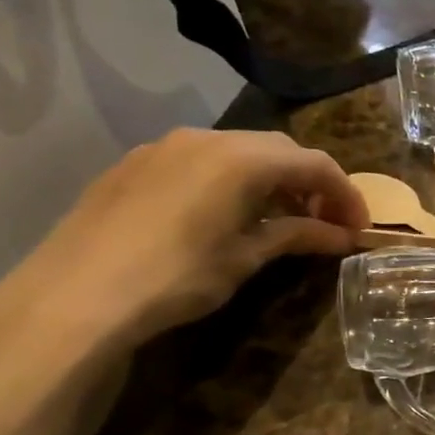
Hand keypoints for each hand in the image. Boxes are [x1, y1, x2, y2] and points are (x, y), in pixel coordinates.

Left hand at [0, 129, 368, 359]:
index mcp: (242, 158)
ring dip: (272, 179)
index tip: (359, 228)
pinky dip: (232, 180)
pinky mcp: (136, 164)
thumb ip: (297, 235)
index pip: (315, 164)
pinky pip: (202, 160)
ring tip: (281, 219)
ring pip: (239, 151)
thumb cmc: (177, 276)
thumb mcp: (247, 257)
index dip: (346, 195)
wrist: (76, 295)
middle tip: (326, 222)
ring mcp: (166, 147)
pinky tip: (228, 215)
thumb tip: (341, 235)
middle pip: (279, 150)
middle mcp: (207, 139)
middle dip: (312, 182)